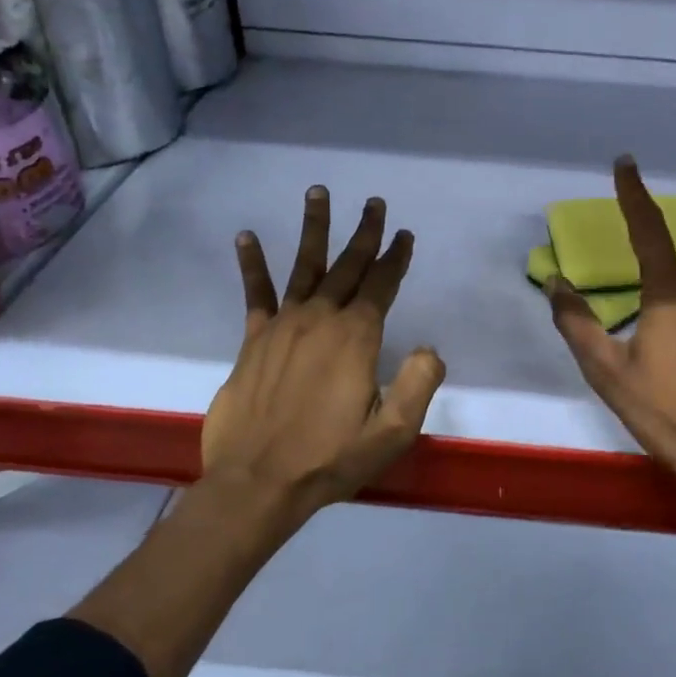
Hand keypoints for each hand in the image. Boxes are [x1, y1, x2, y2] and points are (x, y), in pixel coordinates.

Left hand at [199, 187, 445, 529]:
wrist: (257, 484)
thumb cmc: (330, 459)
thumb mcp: (392, 432)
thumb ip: (418, 385)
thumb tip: (430, 348)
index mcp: (357, 337)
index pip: (382, 285)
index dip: (396, 257)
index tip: (404, 235)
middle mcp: (321, 318)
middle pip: (348, 265)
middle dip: (365, 233)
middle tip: (374, 203)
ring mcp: (284, 325)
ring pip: (304, 266)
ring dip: (314, 228)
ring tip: (317, 192)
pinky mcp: (254, 340)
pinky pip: (255, 294)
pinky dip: (252, 264)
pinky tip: (246, 236)